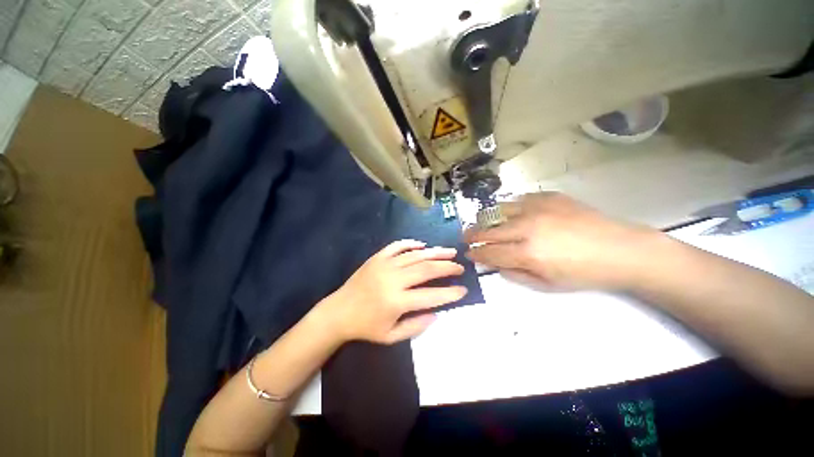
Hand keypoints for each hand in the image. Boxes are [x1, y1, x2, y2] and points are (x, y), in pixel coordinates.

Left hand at [320, 240, 467, 344]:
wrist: (338, 312)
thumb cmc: (365, 327)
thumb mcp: (391, 336)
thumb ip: (416, 326)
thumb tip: (437, 314)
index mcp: (397, 302)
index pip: (431, 296)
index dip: (450, 293)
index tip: (463, 290)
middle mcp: (393, 280)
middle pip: (426, 269)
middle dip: (447, 267)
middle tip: (460, 267)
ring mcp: (384, 265)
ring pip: (415, 255)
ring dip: (435, 252)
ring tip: (450, 252)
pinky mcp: (377, 258)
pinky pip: (397, 246)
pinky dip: (411, 244)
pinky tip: (422, 245)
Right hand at [465, 192, 658, 290]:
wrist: (620, 249)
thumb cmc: (583, 274)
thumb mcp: (546, 285)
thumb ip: (514, 274)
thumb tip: (495, 264)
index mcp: (527, 253)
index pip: (489, 252)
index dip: (475, 253)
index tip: (468, 253)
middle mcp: (526, 228)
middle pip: (488, 230)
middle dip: (472, 235)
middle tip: (466, 237)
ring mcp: (536, 208)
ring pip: (498, 211)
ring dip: (486, 219)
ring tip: (483, 224)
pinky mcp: (547, 197)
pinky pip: (518, 200)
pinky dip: (509, 209)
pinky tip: (511, 215)